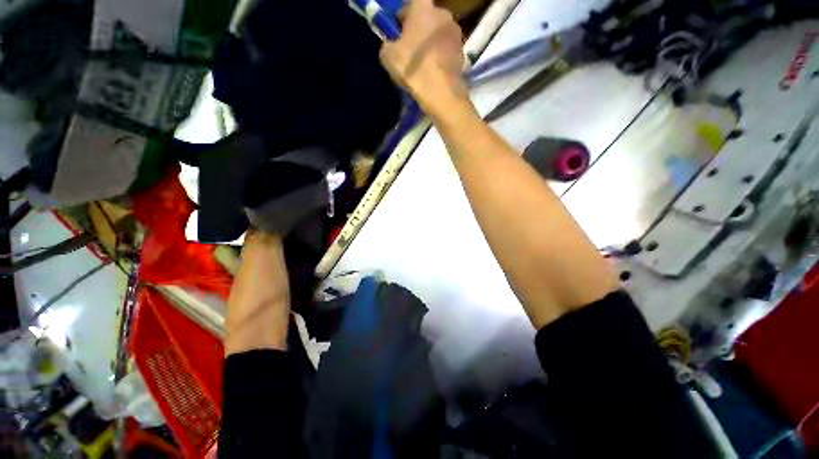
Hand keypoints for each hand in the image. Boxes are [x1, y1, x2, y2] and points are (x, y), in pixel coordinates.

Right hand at [380, 0, 470, 118]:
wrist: (441, 93)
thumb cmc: (413, 68)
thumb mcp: (388, 56)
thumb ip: (388, 44)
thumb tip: (392, 46)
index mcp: (423, 7)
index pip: (411, 4)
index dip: (403, 17)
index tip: (398, 33)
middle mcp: (443, 14)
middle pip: (428, 18)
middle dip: (419, 30)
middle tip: (411, 49)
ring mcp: (456, 34)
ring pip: (439, 35)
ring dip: (431, 44)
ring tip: (424, 64)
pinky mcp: (463, 53)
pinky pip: (447, 51)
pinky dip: (441, 58)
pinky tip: (434, 73)